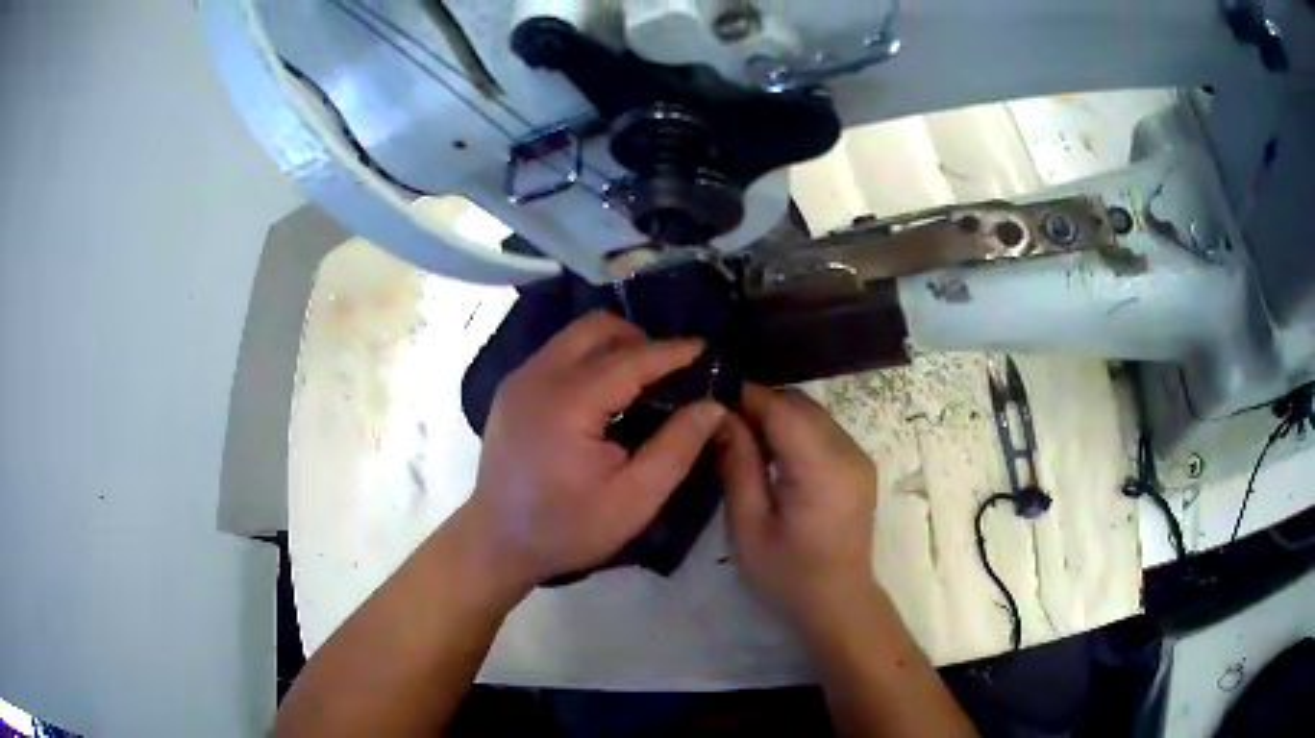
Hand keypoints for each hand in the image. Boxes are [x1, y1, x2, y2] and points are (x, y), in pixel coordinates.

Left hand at [463, 311, 726, 590]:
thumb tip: (713, 405)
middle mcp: (537, 377)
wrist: (497, 542)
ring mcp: (519, 379)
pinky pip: (558, 354)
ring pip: (575, 337)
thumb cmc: (567, 528)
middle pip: (596, 328)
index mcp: (567, 403)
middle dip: (639, 338)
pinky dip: (589, 360)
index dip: (671, 351)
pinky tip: (605, 397)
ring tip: (641, 382)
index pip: (630, 358)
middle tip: (669, 371)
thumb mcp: (634, 500)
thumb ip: (677, 448)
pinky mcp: (511, 389)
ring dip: (613, 347)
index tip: (705, 348)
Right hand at [715, 383, 878, 633]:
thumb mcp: (748, 526)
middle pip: (799, 404)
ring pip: (812, 413)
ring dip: (778, 416)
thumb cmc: (787, 573)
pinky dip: (796, 430)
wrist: (838, 601)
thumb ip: (737, 465)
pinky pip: (824, 429)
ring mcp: (859, 456)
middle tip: (723, 427)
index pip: (781, 408)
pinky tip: (774, 456)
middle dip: (760, 405)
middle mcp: (848, 452)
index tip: (709, 400)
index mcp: (821, 468)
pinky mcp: (860, 465)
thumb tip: (720, 417)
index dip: (745, 396)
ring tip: (745, 441)